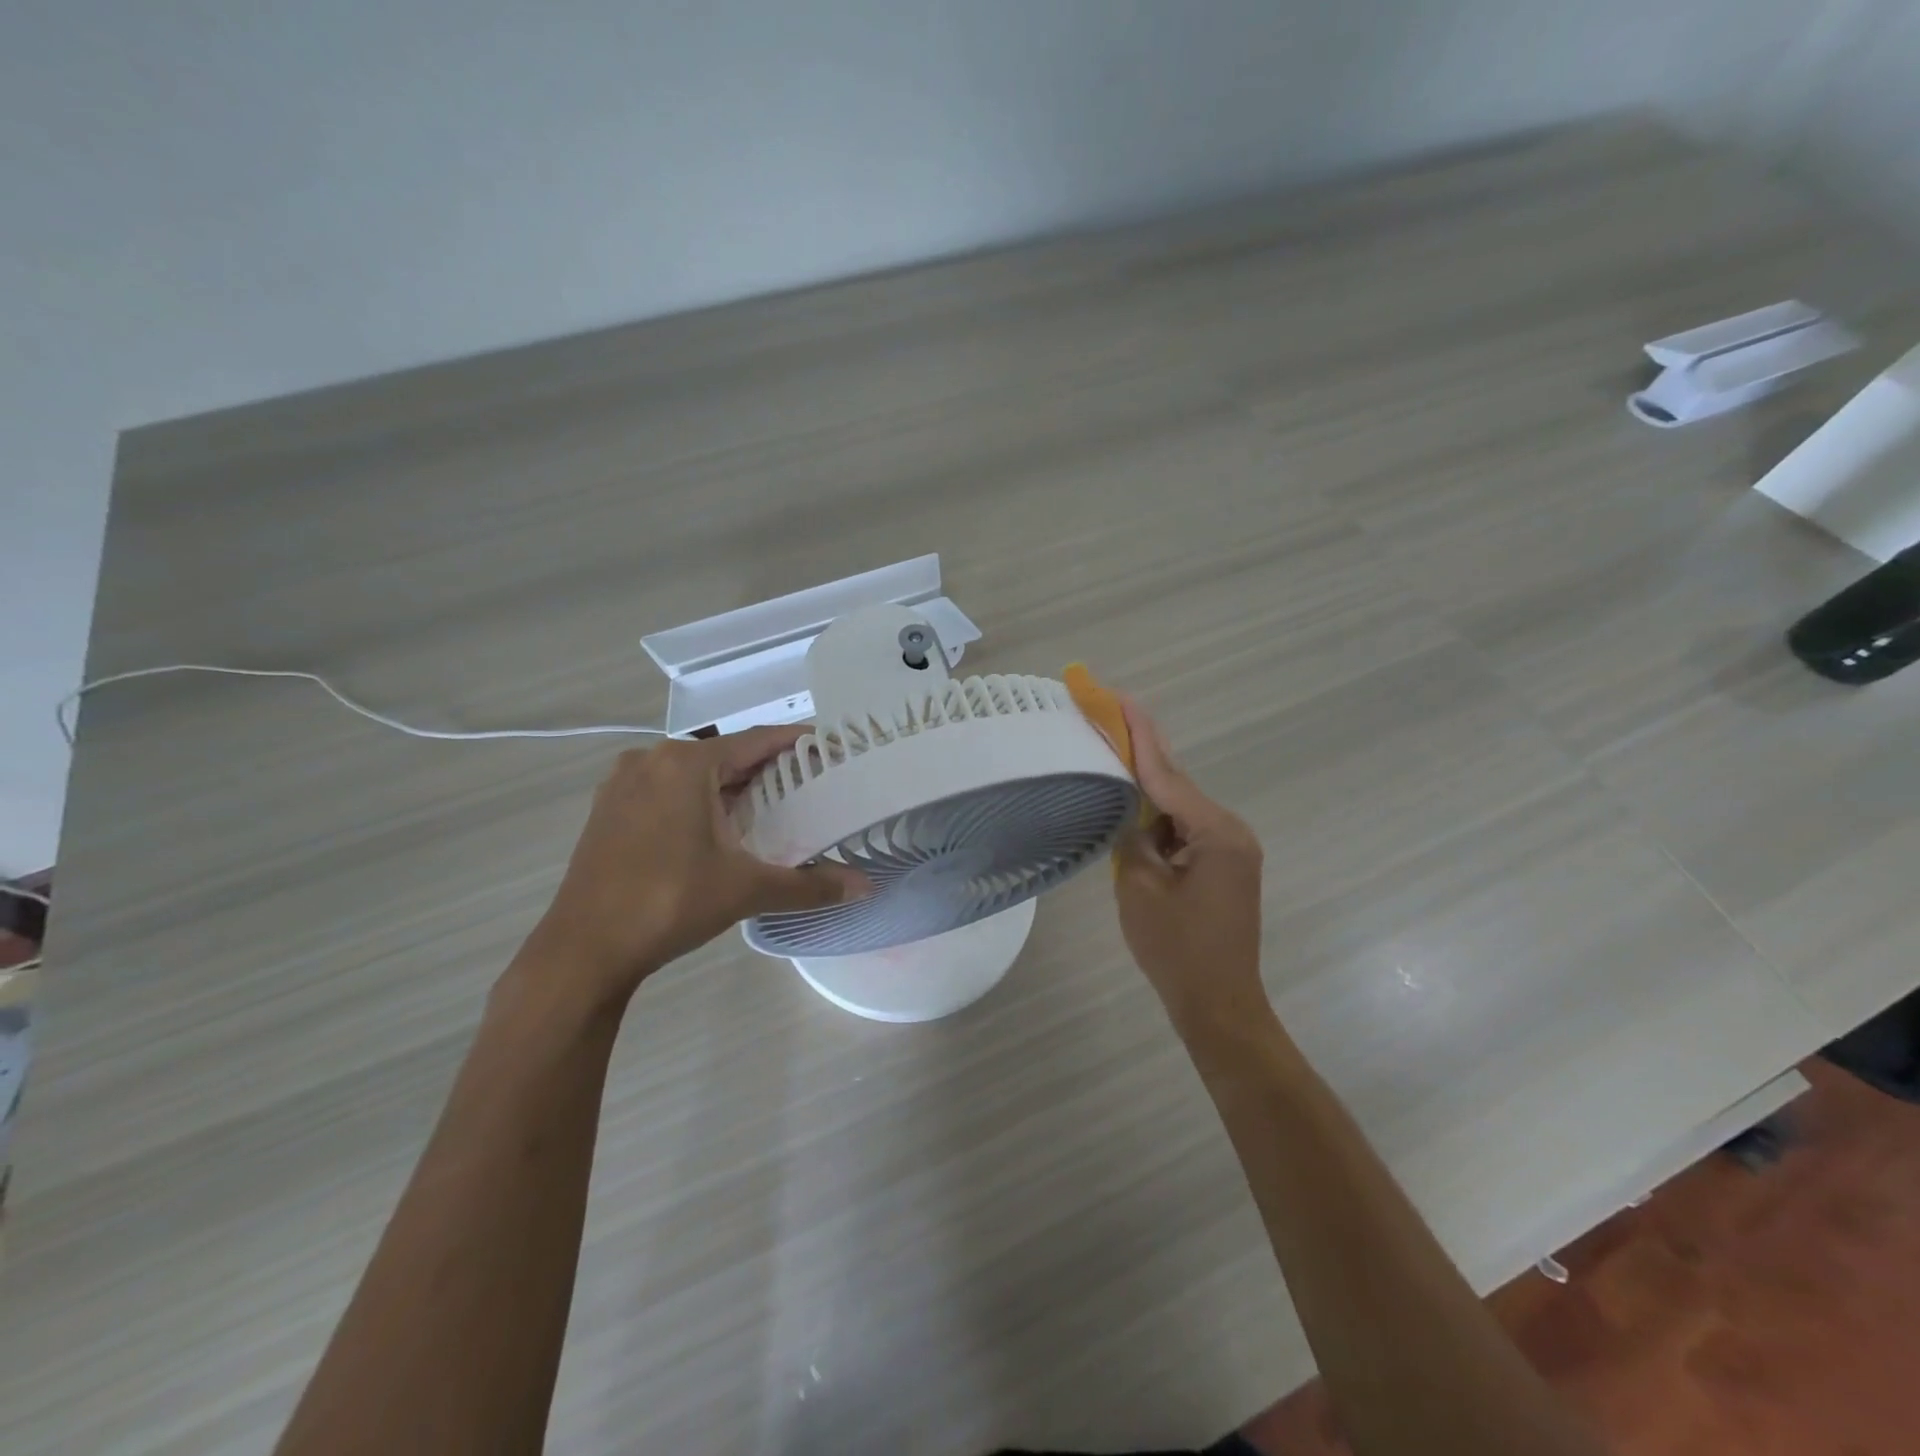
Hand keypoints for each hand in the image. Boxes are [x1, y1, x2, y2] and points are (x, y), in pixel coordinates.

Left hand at [530, 727, 869, 1003]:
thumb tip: (866, 888)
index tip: (828, 748)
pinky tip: (717, 829)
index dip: (795, 743)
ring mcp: (623, 784)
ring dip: (729, 787)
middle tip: (809, 786)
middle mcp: (651, 760)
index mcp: (686, 763)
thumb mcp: (746, 889)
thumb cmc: (669, 903)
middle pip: (724, 756)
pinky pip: (665, 791)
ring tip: (770, 807)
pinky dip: (697, 800)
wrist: (583, 950)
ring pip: (692, 774)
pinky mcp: (608, 810)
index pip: (755, 741)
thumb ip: (810, 885)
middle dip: (765, 769)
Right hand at [1112, 698, 1270, 1033]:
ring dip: (1148, 793)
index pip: (1167, 774)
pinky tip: (1134, 819)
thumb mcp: (1140, 887)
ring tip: (1113, 764)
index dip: (1139, 735)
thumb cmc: (1177, 950)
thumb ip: (1133, 838)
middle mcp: (1230, 831)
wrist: (1218, 1006)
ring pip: (1180, 809)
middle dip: (1143, 753)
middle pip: (1177, 784)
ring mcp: (1231, 850)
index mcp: (1216, 832)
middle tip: (1111, 716)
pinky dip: (1160, 823)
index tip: (1120, 698)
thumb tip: (1132, 817)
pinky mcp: (1225, 867)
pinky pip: (1186, 832)